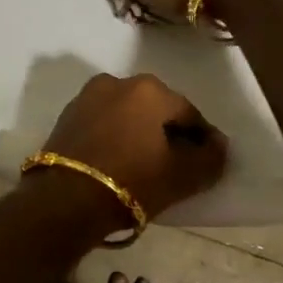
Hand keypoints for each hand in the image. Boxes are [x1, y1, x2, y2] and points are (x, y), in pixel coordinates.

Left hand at [39, 72, 227, 217]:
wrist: (64, 201)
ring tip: (146, 164)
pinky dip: (116, 137)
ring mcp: (88, 97)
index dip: (202, 139)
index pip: (189, 113)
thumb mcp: (182, 177)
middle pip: (156, 109)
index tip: (208, 161)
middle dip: (169, 132)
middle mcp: (118, 82)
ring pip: (128, 114)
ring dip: (140, 133)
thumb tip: (219, 146)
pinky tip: (119, 161)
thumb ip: (210, 158)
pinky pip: (104, 123)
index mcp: (150, 89)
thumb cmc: (131, 182)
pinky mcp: (67, 116)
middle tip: (178, 163)